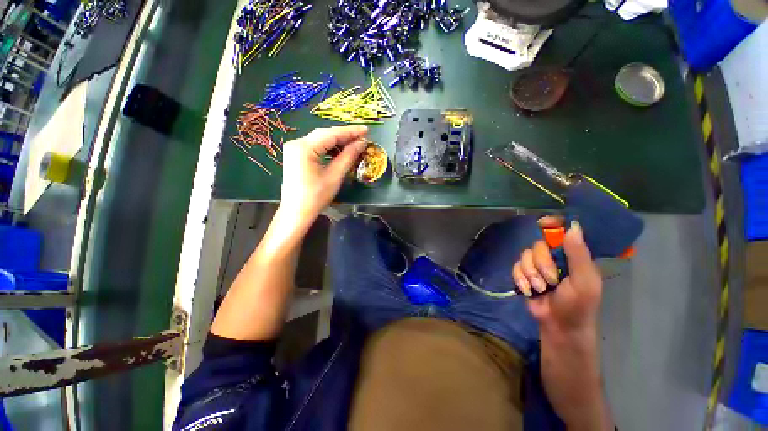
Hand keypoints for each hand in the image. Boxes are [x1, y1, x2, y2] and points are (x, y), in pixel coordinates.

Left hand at [279, 125, 367, 224]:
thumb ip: (348, 157)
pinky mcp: (296, 156)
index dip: (350, 131)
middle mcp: (297, 143)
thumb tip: (361, 143)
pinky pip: (315, 147)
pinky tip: (339, 152)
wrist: (296, 212)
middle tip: (362, 137)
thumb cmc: (316, 197)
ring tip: (354, 145)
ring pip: (320, 140)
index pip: (331, 134)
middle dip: (344, 135)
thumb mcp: (334, 176)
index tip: (366, 130)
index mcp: (304, 147)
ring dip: (337, 142)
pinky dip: (328, 148)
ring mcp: (294, 149)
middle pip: (325, 134)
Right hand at [512, 218, 602, 336]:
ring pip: (524, 256)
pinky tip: (528, 290)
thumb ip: (578, 255)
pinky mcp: (523, 275)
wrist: (558, 326)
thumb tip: (573, 226)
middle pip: (537, 245)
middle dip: (541, 263)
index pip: (560, 232)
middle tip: (551, 280)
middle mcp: (553, 257)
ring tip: (540, 288)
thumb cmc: (578, 305)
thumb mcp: (584, 281)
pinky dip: (520, 279)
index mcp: (571, 255)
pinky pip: (515, 267)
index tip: (543, 223)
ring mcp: (537, 266)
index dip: (551, 224)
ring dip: (531, 274)